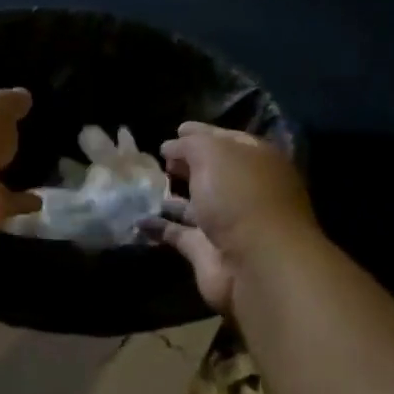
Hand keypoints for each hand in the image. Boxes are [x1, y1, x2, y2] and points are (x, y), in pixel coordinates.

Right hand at [158, 123, 314, 312]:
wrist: (256, 264)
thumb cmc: (241, 196)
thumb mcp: (215, 154)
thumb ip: (191, 145)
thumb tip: (171, 146)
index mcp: (257, 161)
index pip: (228, 141)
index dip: (202, 134)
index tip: (176, 130)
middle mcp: (246, 191)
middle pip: (213, 174)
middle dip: (187, 165)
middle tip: (159, 159)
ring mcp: (228, 224)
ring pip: (196, 205)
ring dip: (172, 197)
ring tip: (142, 187)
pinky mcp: (209, 252)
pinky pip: (179, 234)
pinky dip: (159, 227)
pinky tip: (136, 218)